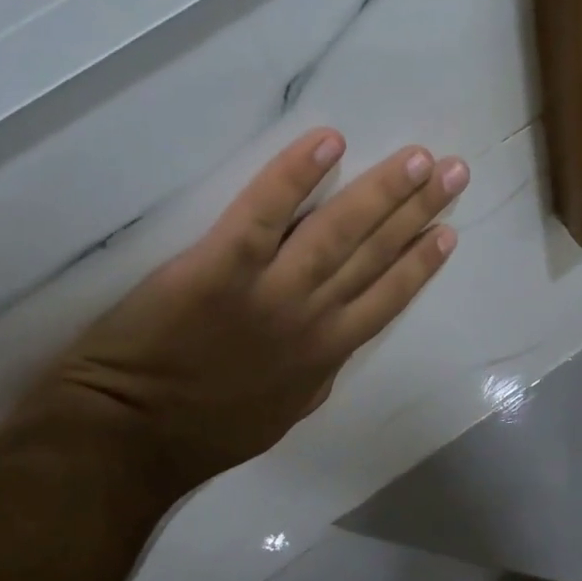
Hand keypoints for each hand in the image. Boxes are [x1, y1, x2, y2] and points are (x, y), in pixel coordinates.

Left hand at [14, 129, 467, 495]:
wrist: (127, 439)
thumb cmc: (202, 432)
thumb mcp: (283, 415)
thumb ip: (317, 376)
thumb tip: (338, 343)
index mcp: (326, 354)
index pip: (388, 298)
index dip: (420, 263)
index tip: (448, 232)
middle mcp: (312, 317)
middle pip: (375, 253)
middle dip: (419, 211)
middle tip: (454, 172)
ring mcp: (270, 290)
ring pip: (338, 230)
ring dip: (384, 191)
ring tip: (419, 159)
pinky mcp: (221, 266)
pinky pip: (265, 211)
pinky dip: (296, 174)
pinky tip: (329, 141)